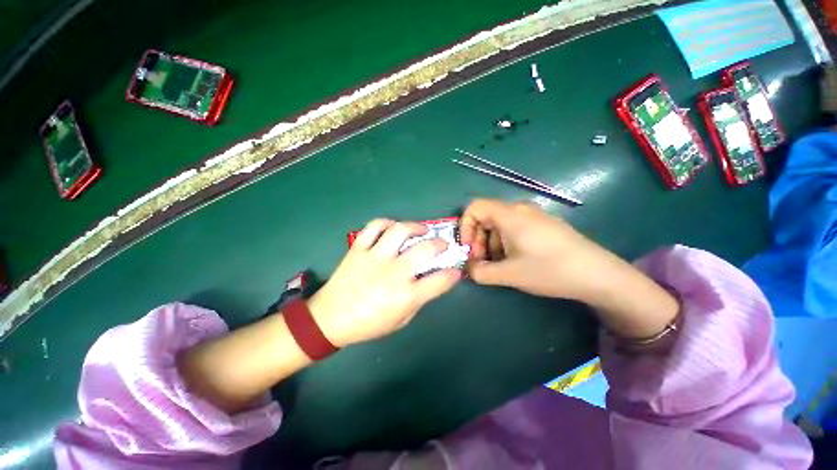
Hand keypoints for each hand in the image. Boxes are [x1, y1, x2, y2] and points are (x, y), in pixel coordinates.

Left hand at [308, 219, 460, 346]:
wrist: (329, 319)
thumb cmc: (368, 324)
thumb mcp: (400, 321)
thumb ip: (419, 300)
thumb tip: (430, 282)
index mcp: (406, 295)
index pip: (440, 280)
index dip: (453, 274)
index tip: (455, 270)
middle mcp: (394, 272)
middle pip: (426, 249)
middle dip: (441, 244)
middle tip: (442, 244)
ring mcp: (375, 257)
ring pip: (400, 231)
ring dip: (416, 226)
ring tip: (422, 229)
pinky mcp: (358, 249)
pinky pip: (373, 227)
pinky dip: (386, 222)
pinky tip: (392, 227)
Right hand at [460, 199, 678, 338]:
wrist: (598, 275)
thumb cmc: (549, 270)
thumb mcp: (509, 274)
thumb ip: (480, 272)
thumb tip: (468, 269)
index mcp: (509, 215)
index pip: (474, 207)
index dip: (464, 227)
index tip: (467, 249)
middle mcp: (519, 209)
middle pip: (485, 217)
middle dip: (477, 240)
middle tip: (482, 262)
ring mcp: (533, 216)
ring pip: (498, 225)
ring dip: (491, 244)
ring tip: (499, 266)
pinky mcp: (541, 225)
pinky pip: (513, 229)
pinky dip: (505, 243)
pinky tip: (514, 262)